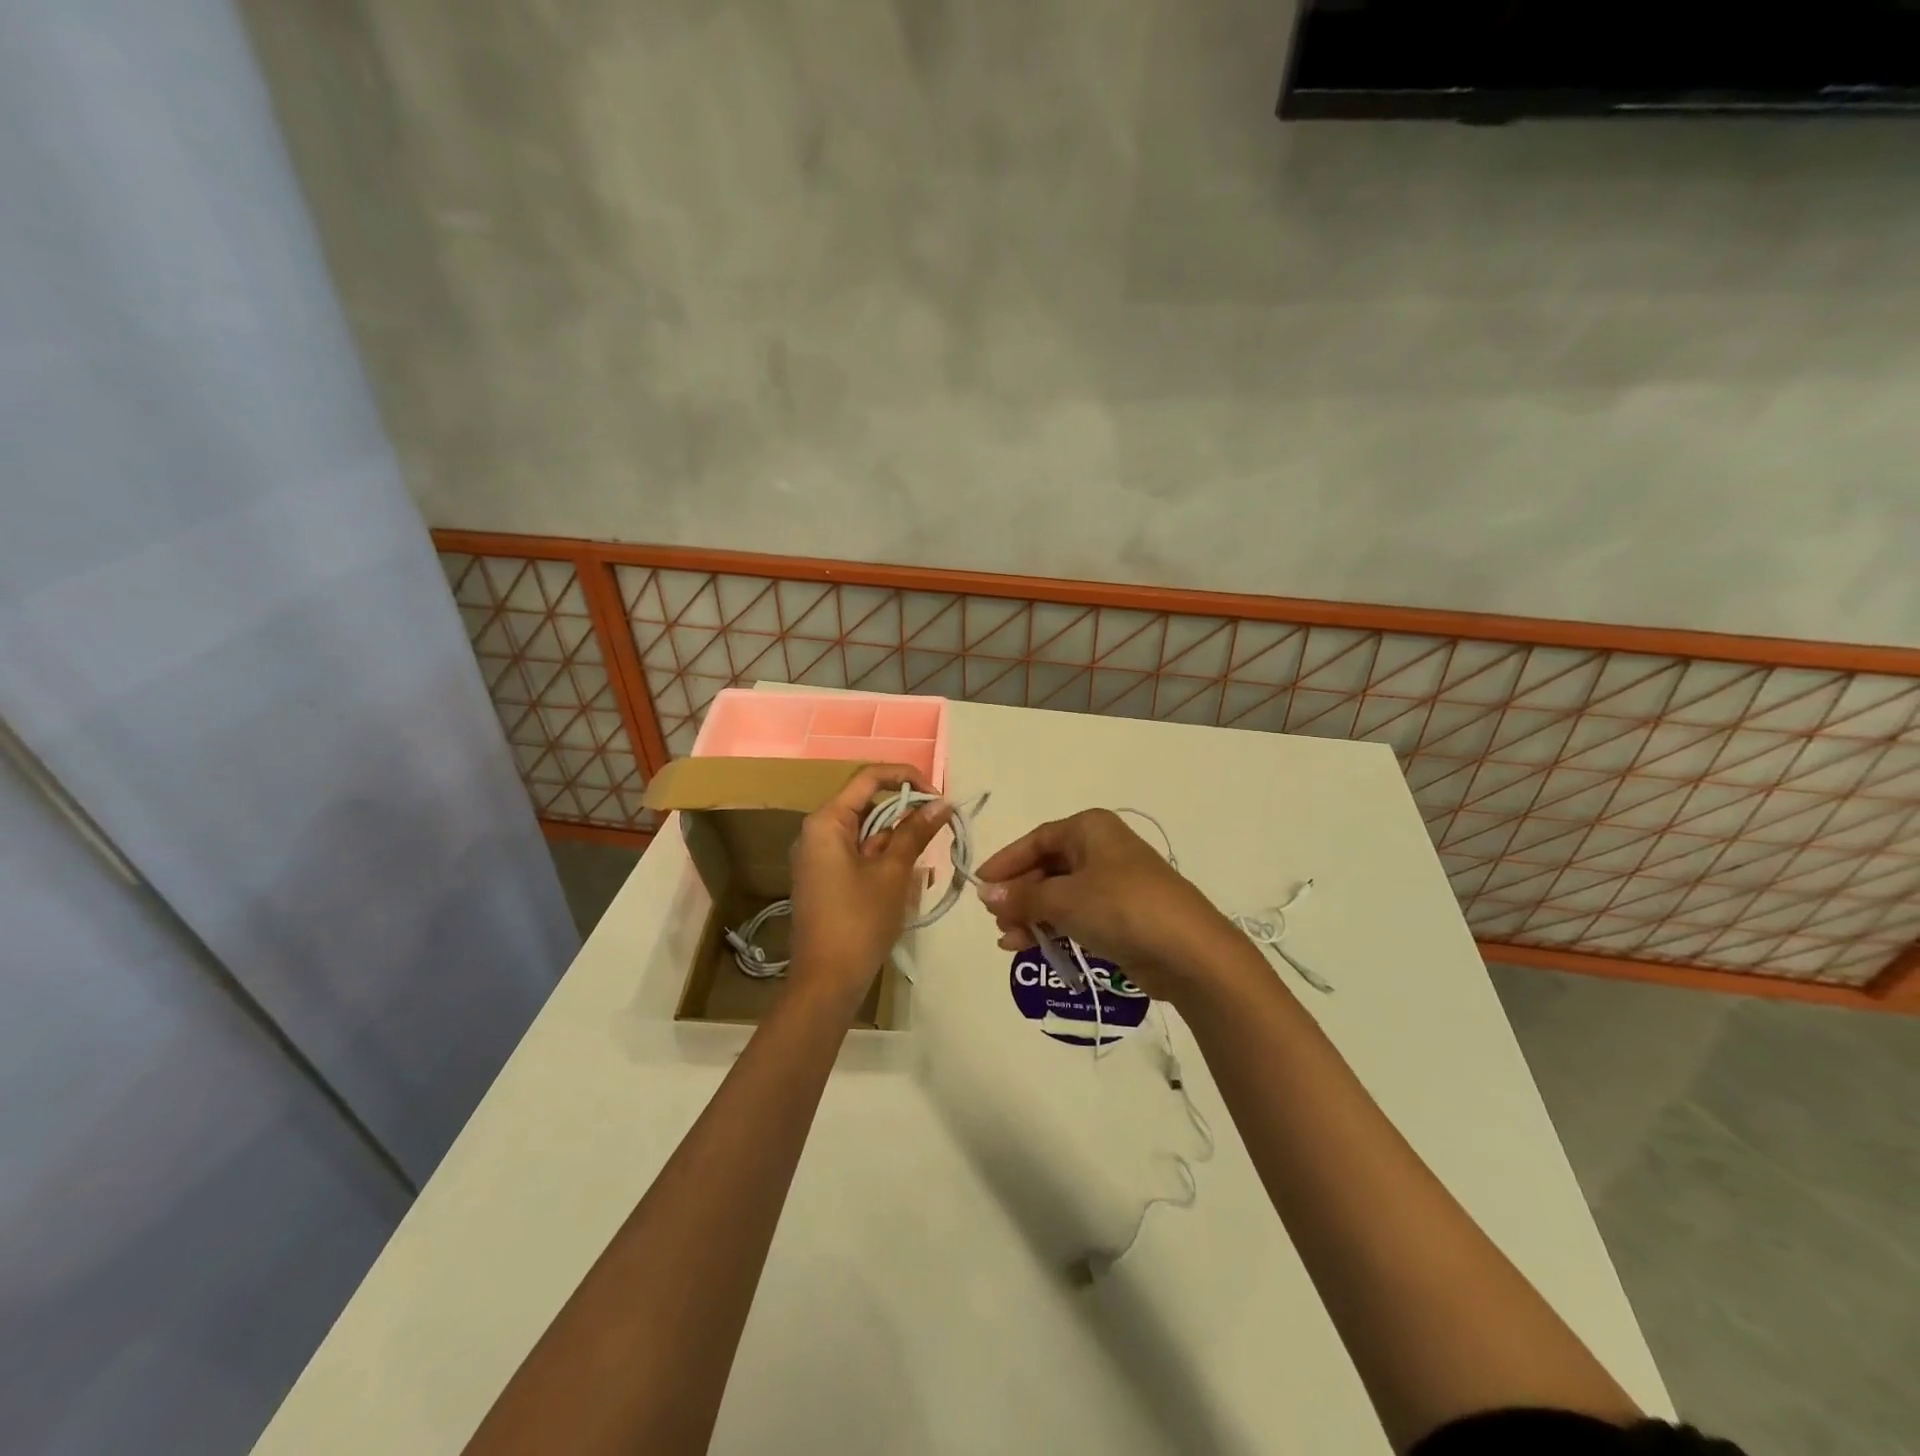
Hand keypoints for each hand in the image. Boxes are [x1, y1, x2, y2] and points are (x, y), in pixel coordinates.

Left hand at [788, 764, 951, 1011]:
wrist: (826, 983)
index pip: (869, 778)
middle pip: (867, 804)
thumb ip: (915, 832)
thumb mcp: (893, 873)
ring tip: (926, 860)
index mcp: (827, 822)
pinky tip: (908, 878)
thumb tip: (941, 803)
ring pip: (866, 832)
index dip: (907, 779)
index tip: (938, 797)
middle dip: (905, 813)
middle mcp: (817, 832)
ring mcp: (819, 857)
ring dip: (898, 839)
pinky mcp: (826, 879)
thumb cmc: (859, 921)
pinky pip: (859, 854)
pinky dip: (884, 858)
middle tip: (940, 828)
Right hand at [973, 809, 1239, 1005]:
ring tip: (1006, 939)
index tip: (980, 884)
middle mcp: (1101, 849)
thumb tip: (985, 893)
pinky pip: (1076, 914)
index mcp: (1090, 829)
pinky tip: (1027, 946)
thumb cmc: (1121, 907)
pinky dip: (1052, 927)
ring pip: (1060, 894)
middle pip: (1047, 867)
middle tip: (994, 916)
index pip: (1036, 839)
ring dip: (1031, 914)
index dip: (1006, 861)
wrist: (1188, 950)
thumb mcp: (1064, 899)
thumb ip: (1022, 897)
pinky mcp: (1121, 915)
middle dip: (1019, 893)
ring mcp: (1113, 883)